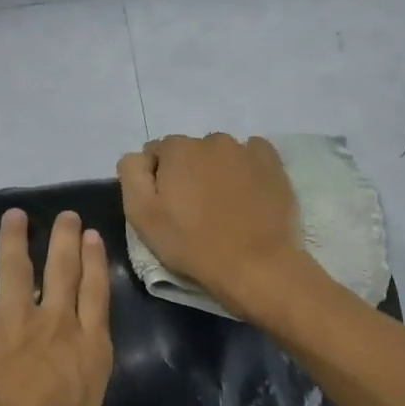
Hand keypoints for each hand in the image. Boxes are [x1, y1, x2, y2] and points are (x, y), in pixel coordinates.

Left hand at [0, 209, 154, 405]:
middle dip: (66, 239)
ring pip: (20, 266)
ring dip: (19, 237)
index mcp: (90, 352)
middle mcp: (56, 325)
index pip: (98, 296)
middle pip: (64, 270)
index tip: (93, 236)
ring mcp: (13, 319)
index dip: (96, 264)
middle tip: (65, 214)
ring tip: (18, 214)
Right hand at [118, 133, 309, 317]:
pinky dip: (245, 169)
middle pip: (189, 152)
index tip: (166, 208)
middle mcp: (211, 139)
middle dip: (187, 173)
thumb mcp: (141, 215)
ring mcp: (246, 149)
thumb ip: (132, 174)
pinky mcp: (273, 163)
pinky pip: (251, 156)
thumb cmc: (192, 244)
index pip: (155, 154)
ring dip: (216, 172)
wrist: (256, 265)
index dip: (156, 180)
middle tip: (194, 211)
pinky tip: (247, 194)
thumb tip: (139, 157)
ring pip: (219, 155)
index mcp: (177, 149)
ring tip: (223, 206)